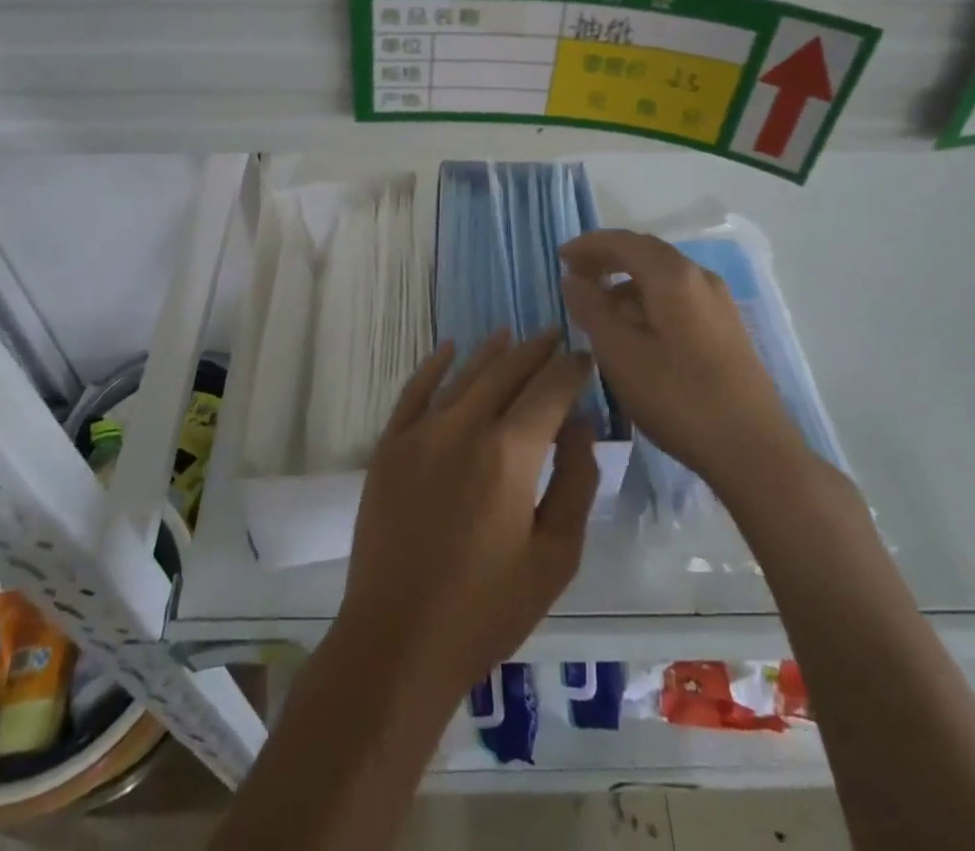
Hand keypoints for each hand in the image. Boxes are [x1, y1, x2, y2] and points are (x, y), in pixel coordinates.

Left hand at [337, 330, 599, 701]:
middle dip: (536, 351)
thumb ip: (575, 483)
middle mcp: (464, 426)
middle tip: (555, 335)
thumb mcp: (555, 557)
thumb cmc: (487, 609)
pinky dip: (435, 365)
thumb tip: (580, 426)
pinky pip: (415, 390)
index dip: (571, 369)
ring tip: (513, 335)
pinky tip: (450, 348)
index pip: (549, 390)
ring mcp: (421, 432)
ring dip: (492, 352)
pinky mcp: (390, 445)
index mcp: (510, 453)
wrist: (397, 639)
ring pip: (464, 374)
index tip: (585, 358)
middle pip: (507, 371)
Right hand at [559, 230, 805, 489]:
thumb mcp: (619, 354)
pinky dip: (649, 299)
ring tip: (600, 308)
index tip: (560, 257)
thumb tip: (573, 279)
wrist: (754, 450)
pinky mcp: (727, 328)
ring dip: (627, 282)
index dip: (588, 245)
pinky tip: (636, 330)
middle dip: (607, 259)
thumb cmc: (678, 398)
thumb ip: (591, 309)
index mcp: (673, 276)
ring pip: (664, 276)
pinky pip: (679, 296)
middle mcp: (700, 278)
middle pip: (646, 252)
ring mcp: (719, 303)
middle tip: (575, 276)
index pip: (623, 242)